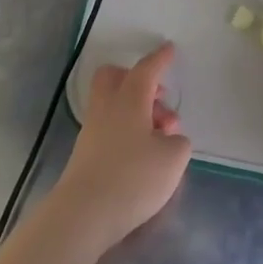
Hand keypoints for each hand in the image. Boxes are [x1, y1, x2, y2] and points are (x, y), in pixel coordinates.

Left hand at [48, 43, 191, 254]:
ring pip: (113, 103)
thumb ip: (178, 142)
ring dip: (136, 110)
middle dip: (137, 79)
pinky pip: (109, 126)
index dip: (160, 59)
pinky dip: (127, 130)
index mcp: (129, 100)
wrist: (84, 214)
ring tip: (160, 137)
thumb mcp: (173, 159)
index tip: (169, 49)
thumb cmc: (133, 178)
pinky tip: (143, 154)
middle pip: (114, 78)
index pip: (146, 70)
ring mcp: (92, 131)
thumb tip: (168, 138)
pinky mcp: (86, 153)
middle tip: (159, 99)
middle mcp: (107, 108)